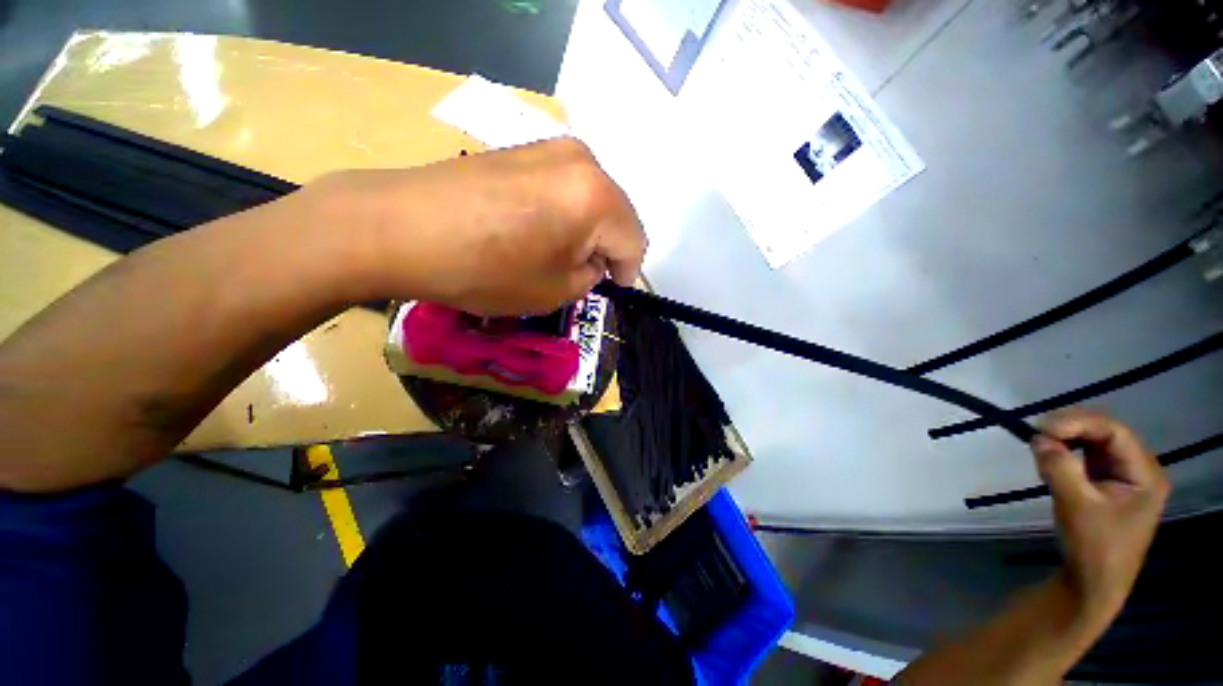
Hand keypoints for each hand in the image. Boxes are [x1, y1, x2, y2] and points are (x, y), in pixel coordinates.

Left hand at [311, 138, 644, 315]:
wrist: (400, 228)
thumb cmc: (487, 269)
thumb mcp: (555, 291)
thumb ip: (589, 276)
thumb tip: (591, 261)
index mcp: (598, 198)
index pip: (634, 241)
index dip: (628, 272)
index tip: (614, 289)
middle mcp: (582, 160)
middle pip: (616, 214)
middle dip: (608, 248)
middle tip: (585, 274)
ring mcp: (549, 148)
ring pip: (591, 199)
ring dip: (586, 230)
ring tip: (558, 253)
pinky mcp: (522, 149)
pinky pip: (564, 187)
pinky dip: (564, 213)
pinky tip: (537, 230)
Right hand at [1032, 410, 1169, 615]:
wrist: (1092, 584)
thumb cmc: (1093, 548)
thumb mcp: (1076, 507)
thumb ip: (1060, 469)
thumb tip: (1038, 438)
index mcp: (1145, 474)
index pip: (1114, 432)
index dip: (1079, 423)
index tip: (1042, 428)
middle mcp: (1138, 469)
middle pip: (1105, 433)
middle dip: (1071, 429)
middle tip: (1037, 433)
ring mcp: (1122, 476)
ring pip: (1094, 443)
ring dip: (1067, 440)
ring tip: (1041, 447)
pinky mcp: (1105, 484)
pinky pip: (1086, 457)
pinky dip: (1066, 452)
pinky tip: (1051, 458)